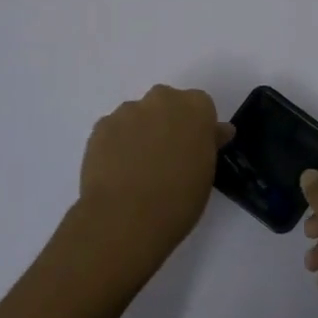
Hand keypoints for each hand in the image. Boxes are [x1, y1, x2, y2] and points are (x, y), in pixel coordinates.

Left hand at [76, 85, 231, 280]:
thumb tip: (217, 131)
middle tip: (167, 158)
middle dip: (167, 123)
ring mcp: (127, 111)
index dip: (198, 129)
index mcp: (195, 107)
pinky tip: (117, 172)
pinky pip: (114, 130)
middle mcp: (162, 99)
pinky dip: (117, 144)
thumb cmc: (178, 199)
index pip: (201, 107)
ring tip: (137, 169)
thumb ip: (210, 144)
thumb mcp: (206, 172)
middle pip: (167, 104)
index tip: (194, 151)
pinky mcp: (100, 127)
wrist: (125, 219)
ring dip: (140, 133)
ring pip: (138, 116)